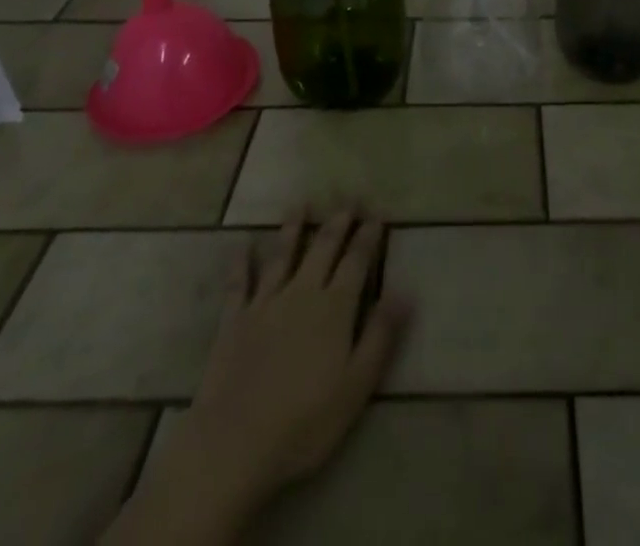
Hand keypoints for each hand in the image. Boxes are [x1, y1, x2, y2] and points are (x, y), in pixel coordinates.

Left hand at [107, 209, 409, 544]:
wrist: (234, 443)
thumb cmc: (305, 421)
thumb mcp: (356, 385)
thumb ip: (381, 334)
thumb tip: (405, 291)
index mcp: (335, 308)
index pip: (356, 262)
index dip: (368, 237)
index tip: (377, 213)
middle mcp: (302, 293)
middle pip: (323, 248)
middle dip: (338, 221)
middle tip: (348, 197)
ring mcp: (265, 304)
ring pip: (283, 255)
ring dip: (294, 228)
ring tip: (302, 203)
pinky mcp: (234, 321)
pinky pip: (239, 284)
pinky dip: (241, 263)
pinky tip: (243, 245)